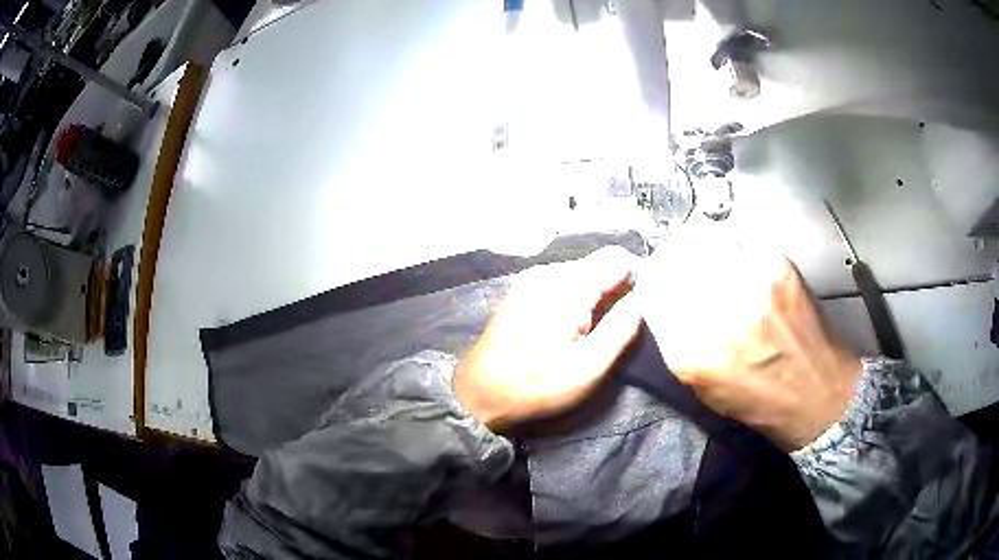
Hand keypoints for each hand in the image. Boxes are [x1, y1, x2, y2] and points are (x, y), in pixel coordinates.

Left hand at [454, 247, 643, 431]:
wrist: (480, 393)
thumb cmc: (537, 384)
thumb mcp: (589, 366)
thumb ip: (622, 327)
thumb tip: (643, 297)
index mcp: (568, 285)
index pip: (617, 259)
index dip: (634, 282)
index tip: (634, 313)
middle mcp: (549, 271)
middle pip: (598, 265)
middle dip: (613, 293)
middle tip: (609, 332)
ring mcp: (532, 278)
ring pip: (581, 275)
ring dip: (593, 299)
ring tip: (588, 335)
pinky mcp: (522, 290)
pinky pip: (562, 284)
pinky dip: (574, 301)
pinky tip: (567, 330)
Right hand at [638, 233, 861, 450]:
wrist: (819, 393)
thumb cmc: (762, 402)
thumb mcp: (704, 386)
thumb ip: (679, 343)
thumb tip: (668, 303)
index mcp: (693, 352)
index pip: (653, 291)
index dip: (653, 283)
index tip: (659, 283)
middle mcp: (719, 311)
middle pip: (674, 258)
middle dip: (672, 262)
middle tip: (681, 268)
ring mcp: (751, 282)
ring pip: (704, 242)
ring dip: (701, 252)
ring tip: (713, 266)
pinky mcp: (778, 265)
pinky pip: (740, 245)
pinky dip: (736, 254)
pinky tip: (746, 273)